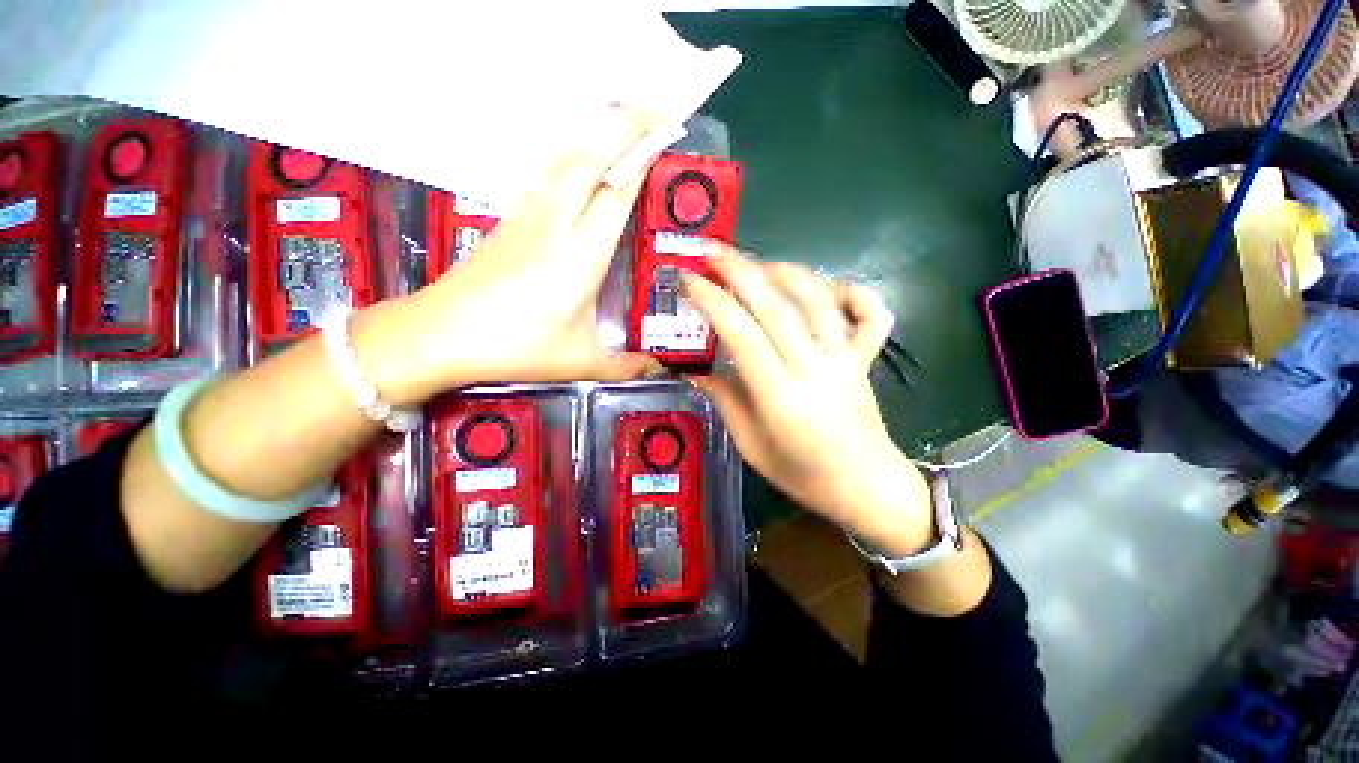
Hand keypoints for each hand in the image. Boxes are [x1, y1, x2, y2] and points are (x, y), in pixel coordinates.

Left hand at [355, 106, 666, 404]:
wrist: (440, 335)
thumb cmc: (515, 348)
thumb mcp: (580, 362)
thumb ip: (626, 366)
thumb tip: (660, 369)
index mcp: (580, 256)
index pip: (617, 192)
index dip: (643, 158)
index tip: (669, 132)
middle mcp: (556, 224)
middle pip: (591, 157)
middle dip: (625, 123)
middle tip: (657, 106)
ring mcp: (529, 216)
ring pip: (566, 157)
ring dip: (597, 133)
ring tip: (625, 119)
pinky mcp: (511, 219)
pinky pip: (548, 173)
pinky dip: (572, 154)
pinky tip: (581, 157)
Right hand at [683, 249, 933, 556]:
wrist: (865, 485)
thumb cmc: (802, 473)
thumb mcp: (750, 445)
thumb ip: (723, 400)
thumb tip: (694, 370)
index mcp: (780, 395)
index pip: (741, 333)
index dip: (713, 300)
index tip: (689, 280)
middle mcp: (814, 367)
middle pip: (775, 305)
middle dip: (739, 271)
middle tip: (712, 252)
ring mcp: (844, 358)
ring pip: (816, 298)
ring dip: (783, 271)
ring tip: (755, 263)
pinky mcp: (864, 357)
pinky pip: (869, 313)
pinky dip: (852, 291)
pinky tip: (828, 288)